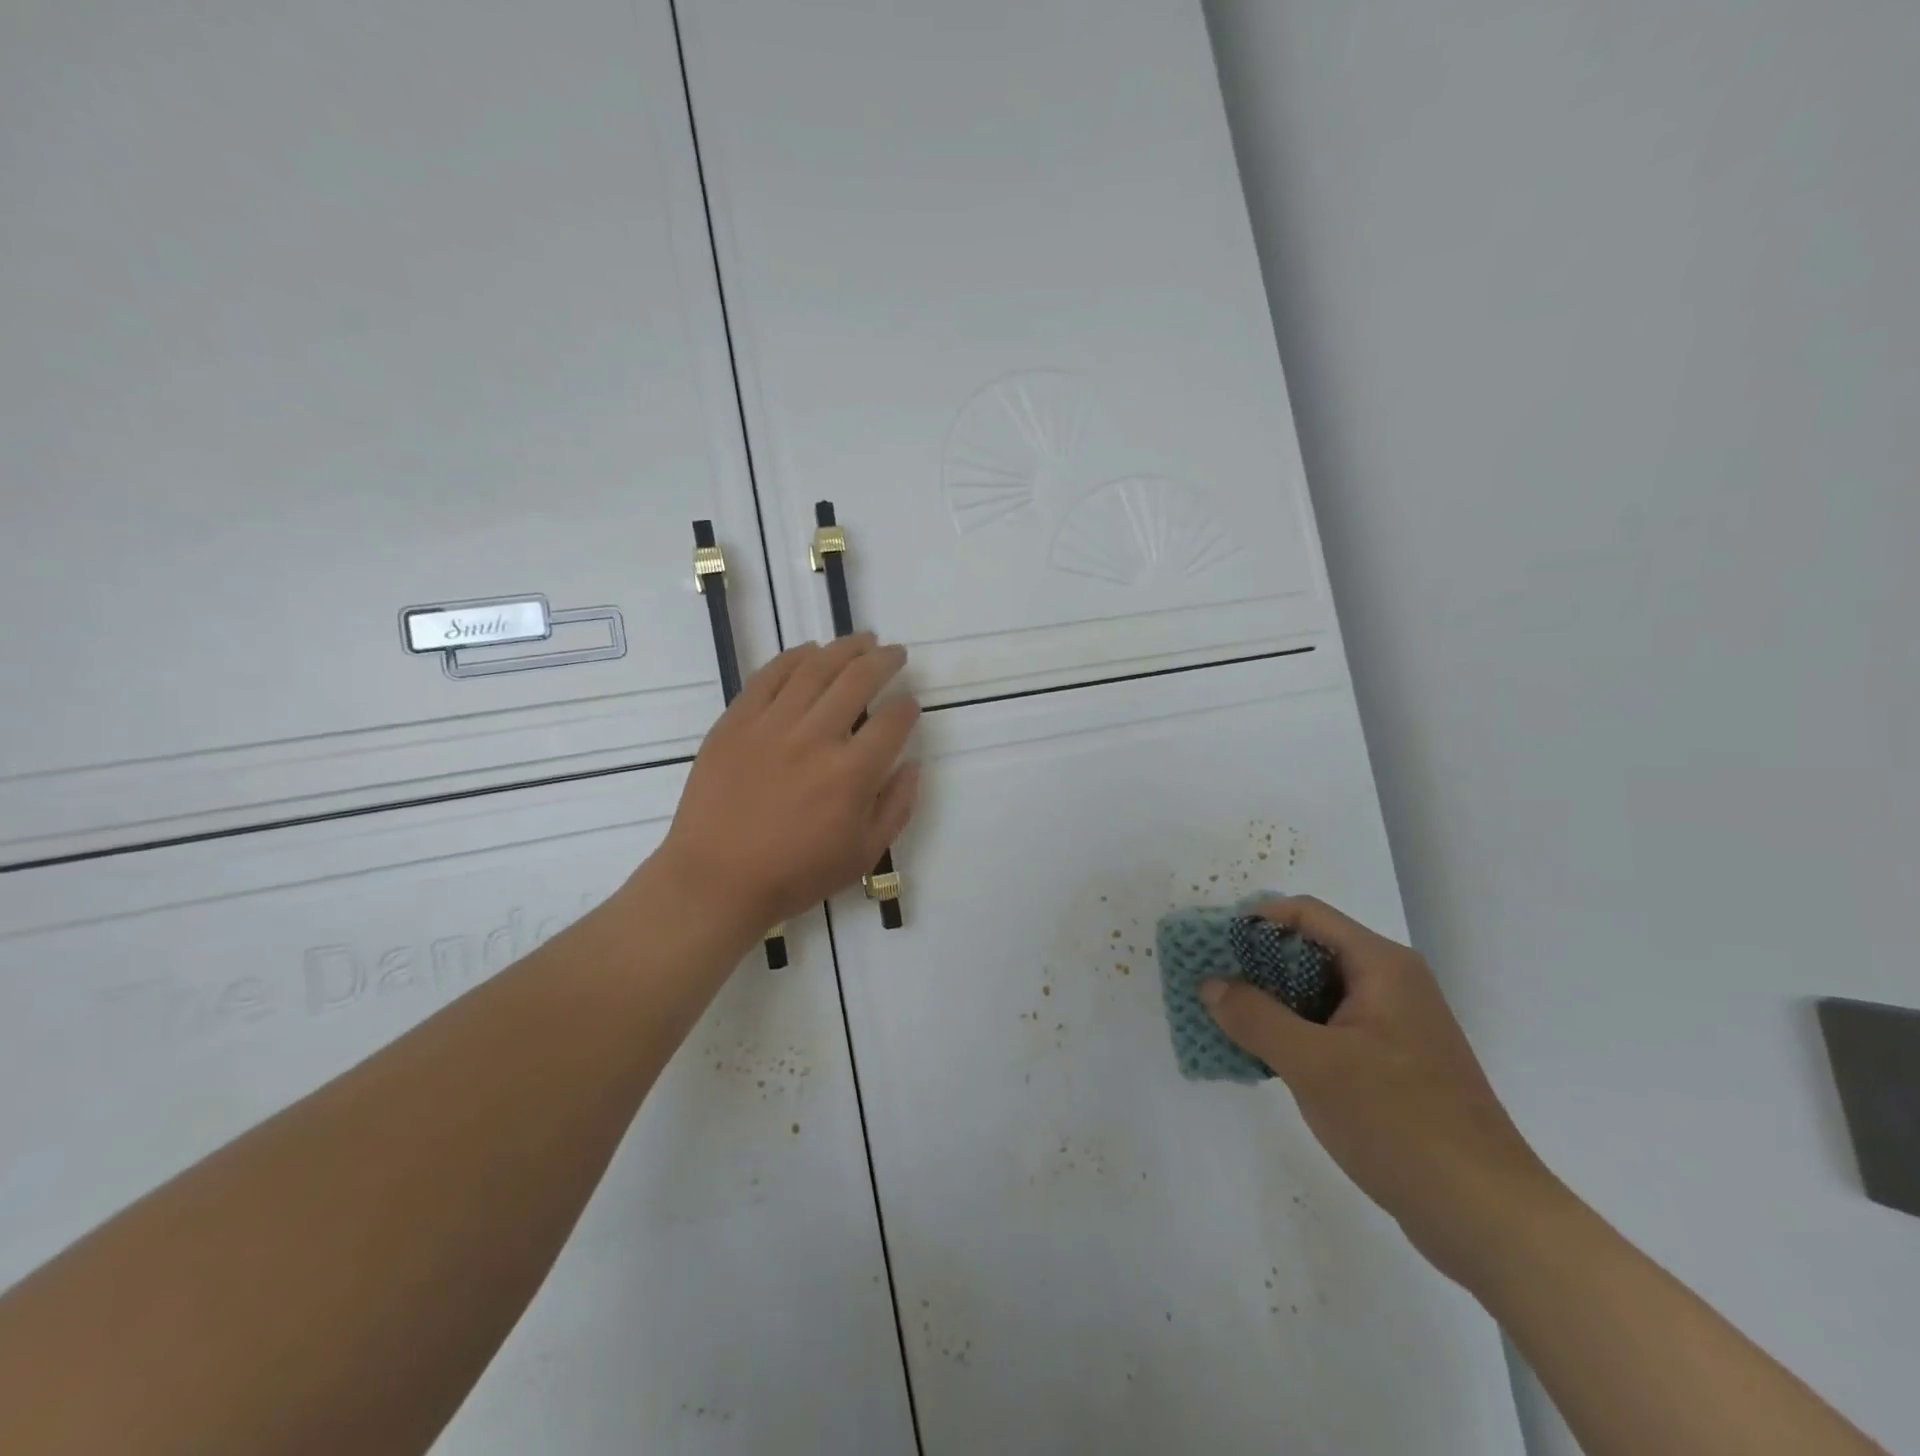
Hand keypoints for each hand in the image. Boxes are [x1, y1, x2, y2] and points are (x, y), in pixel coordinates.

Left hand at [657, 634, 920, 934]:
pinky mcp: (736, 721)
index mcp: (852, 773)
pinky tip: (811, 651)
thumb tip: (912, 765)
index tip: (910, 706)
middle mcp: (816, 737)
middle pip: (858, 679)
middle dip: (884, 661)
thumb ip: (897, 807)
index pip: (893, 722)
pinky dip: (795, 658)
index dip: (908, 708)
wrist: (716, 879)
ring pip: (815, 668)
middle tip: (895, 653)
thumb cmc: (795, 874)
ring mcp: (772, 725)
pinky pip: (769, 676)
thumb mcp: (863, 854)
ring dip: (845, 648)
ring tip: (862, 640)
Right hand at [1200, 896, 1558, 1282]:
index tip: (1212, 949)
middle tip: (1210, 987)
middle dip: (1255, 964)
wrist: (1488, 1218)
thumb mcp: (1314, 1065)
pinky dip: (1292, 1032)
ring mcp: (1393, 1025)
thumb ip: (1255, 1017)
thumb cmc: (1400, 1124)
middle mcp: (1390, 983)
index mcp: (1381, 966)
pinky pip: (1329, 1028)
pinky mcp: (1391, 1064)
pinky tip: (1261, 1056)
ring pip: (1316, 992)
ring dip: (1270, 1002)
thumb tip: (1210, 984)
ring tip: (1224, 1021)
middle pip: (1309, 950)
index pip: (1305, 915)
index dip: (1254, 922)